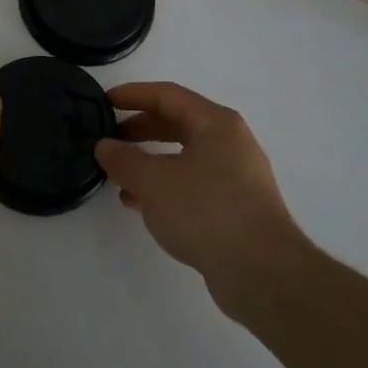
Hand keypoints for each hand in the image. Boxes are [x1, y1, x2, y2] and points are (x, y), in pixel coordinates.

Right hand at [95, 82, 307, 307]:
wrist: (263, 273)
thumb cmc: (206, 210)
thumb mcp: (154, 181)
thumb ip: (124, 160)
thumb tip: (104, 146)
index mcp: (216, 123)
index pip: (168, 95)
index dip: (133, 94)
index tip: (104, 101)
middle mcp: (230, 143)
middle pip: (178, 124)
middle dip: (140, 129)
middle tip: (110, 139)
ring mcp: (237, 177)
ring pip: (184, 157)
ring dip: (150, 162)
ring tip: (120, 176)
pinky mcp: (236, 208)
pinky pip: (193, 185)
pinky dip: (165, 188)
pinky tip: (141, 206)